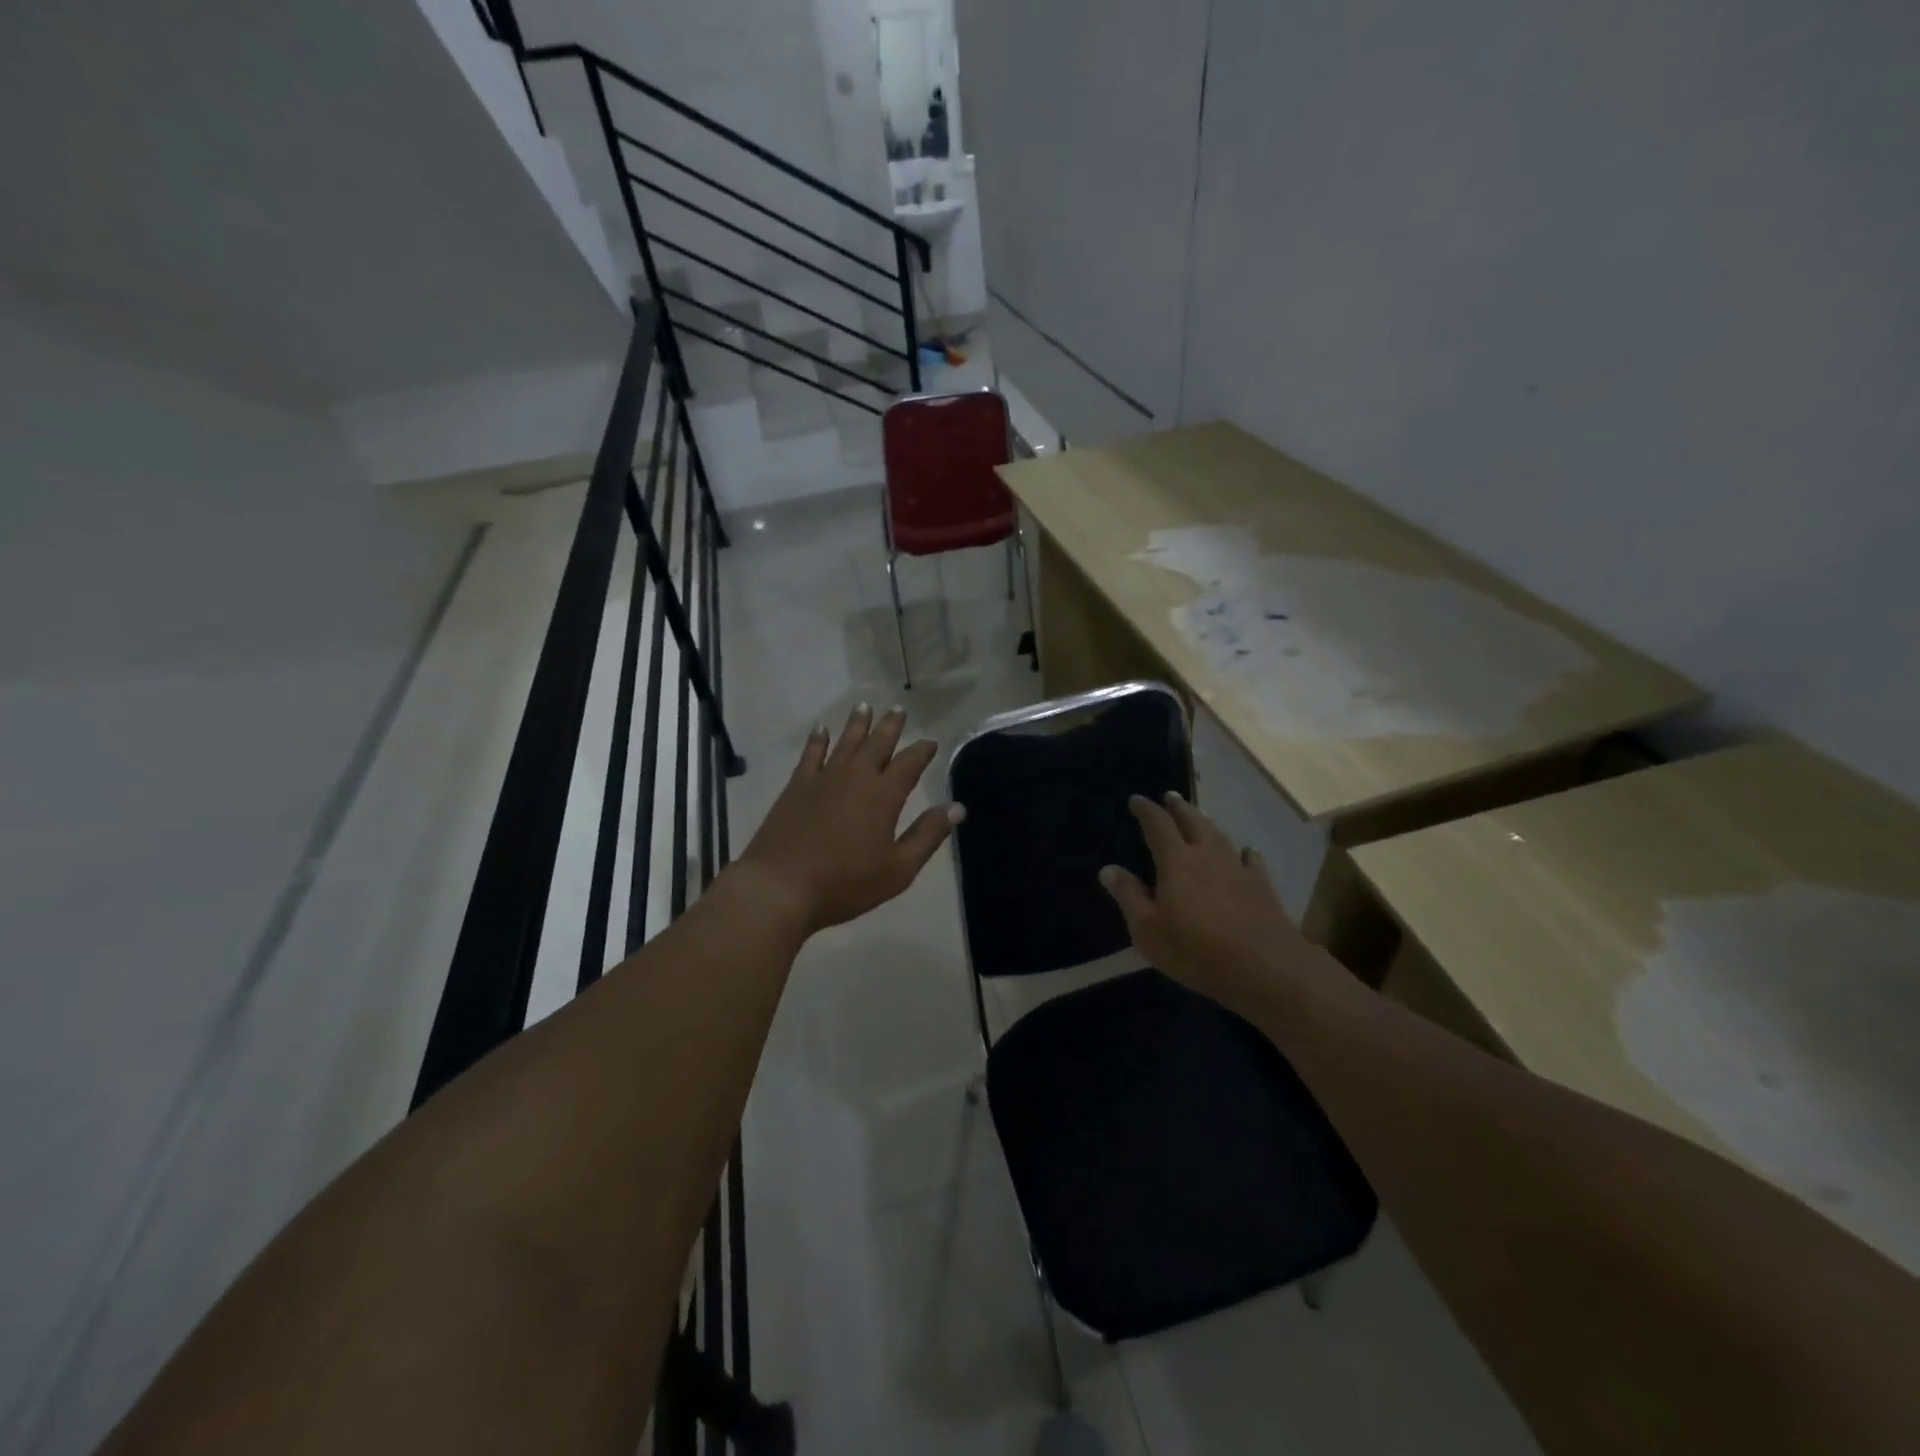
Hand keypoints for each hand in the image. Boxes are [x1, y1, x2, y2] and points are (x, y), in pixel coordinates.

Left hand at [734, 703, 962, 933]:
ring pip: (845, 742)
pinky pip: (811, 754)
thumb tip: (956, 807)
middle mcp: (855, 777)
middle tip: (898, 709)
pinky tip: (821, 729)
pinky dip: (817, 739)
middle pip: (877, 743)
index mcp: (883, 796)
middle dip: (890, 726)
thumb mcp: (898, 869)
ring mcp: (823, 778)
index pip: (909, 763)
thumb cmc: (845, 883)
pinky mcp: (797, 786)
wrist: (780, 886)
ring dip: (857, 724)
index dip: (922, 750)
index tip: (930, 742)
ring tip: (864, 706)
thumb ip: (927, 835)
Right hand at [1099, 792, 1324, 1015]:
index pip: (1158, 825)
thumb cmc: (1197, 951)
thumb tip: (1109, 869)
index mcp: (1176, 862)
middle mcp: (1208, 855)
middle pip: (1192, 821)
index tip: (1136, 800)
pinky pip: (1251, 859)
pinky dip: (1244, 851)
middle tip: (1169, 796)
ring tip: (1200, 816)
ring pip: (1220, 835)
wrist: (1266, 968)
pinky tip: (1246, 852)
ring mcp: (1238, 868)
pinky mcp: (1263, 886)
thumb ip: (1129, 897)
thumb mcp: (1149, 931)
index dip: (1146, 810)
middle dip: (1178, 807)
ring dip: (1206, 822)